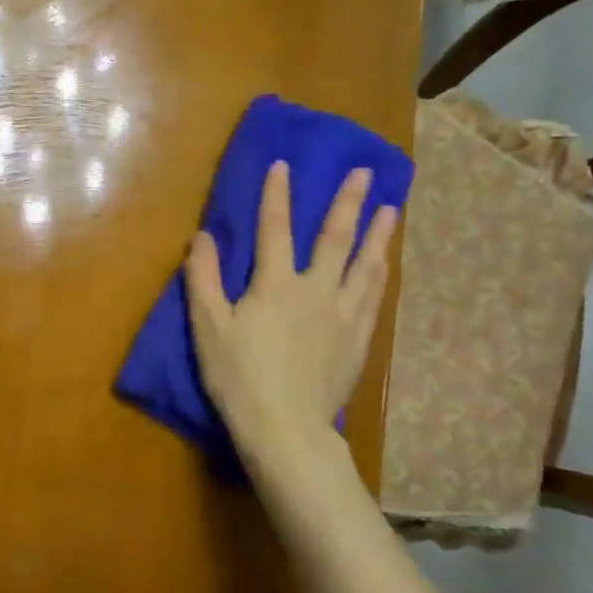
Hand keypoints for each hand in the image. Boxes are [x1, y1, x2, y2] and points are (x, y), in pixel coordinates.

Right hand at [185, 163, 397, 485]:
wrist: (285, 427)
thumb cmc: (239, 376)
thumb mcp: (208, 327)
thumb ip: (203, 278)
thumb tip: (203, 236)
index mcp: (275, 284)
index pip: (275, 229)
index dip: (277, 195)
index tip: (284, 164)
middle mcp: (315, 290)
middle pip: (334, 238)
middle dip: (347, 202)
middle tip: (365, 172)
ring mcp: (342, 315)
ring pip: (365, 265)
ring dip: (377, 234)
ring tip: (390, 209)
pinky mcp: (357, 341)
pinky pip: (373, 298)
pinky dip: (379, 275)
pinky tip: (384, 265)